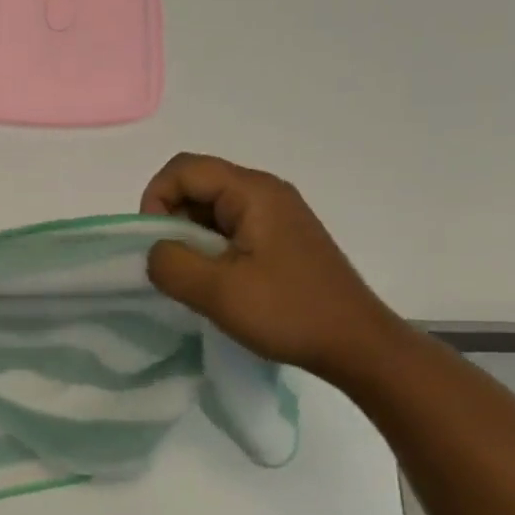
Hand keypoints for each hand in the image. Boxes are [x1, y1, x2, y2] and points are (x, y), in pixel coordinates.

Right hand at [141, 154, 405, 381]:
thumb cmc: (288, 312)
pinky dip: (211, 246)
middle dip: (171, 218)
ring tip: (195, 277)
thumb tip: (156, 250)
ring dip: (191, 236)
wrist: (358, 345)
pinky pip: (231, 226)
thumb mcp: (216, 291)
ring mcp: (277, 213)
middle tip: (174, 264)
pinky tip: (218, 281)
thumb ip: (170, 263)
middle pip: (197, 183)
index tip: (156, 244)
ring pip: (211, 207)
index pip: (183, 169)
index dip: (156, 199)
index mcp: (253, 192)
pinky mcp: (282, 237)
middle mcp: (266, 191)